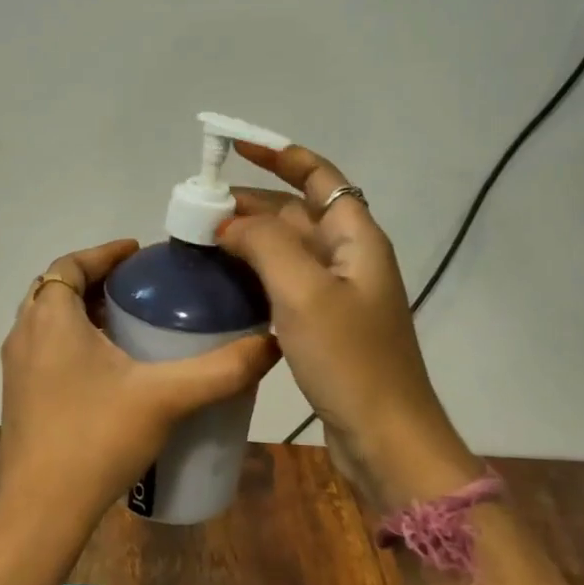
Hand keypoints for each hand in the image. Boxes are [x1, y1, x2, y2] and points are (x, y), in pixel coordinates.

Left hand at [0, 239, 279, 537]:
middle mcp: (25, 334)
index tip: (139, 253)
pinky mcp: (20, 397)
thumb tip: (271, 344)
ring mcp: (17, 369)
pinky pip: (46, 350)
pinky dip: (73, 341)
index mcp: (51, 318)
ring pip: (49, 321)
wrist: (40, 513)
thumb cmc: (97, 439)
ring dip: (83, 312)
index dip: (105, 253)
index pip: (71, 263)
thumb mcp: (167, 398)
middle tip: (140, 288)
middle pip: (57, 289)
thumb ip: (222, 369)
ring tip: (129, 323)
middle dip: (96, 280)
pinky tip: (110, 370)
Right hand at [217, 141, 470, 488]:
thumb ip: (265, 245)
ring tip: (202, 238)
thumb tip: (229, 223)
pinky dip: (254, 273)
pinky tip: (223, 282)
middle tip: (199, 206)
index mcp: (356, 238)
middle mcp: (349, 258)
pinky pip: (283, 283)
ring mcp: (336, 294)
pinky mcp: (323, 325)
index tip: (236, 146)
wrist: (385, 438)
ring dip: (248, 238)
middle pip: (296, 213)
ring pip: (286, 250)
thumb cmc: (349, 359)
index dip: (280, 156)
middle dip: (251, 202)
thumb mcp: (304, 292)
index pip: (319, 177)